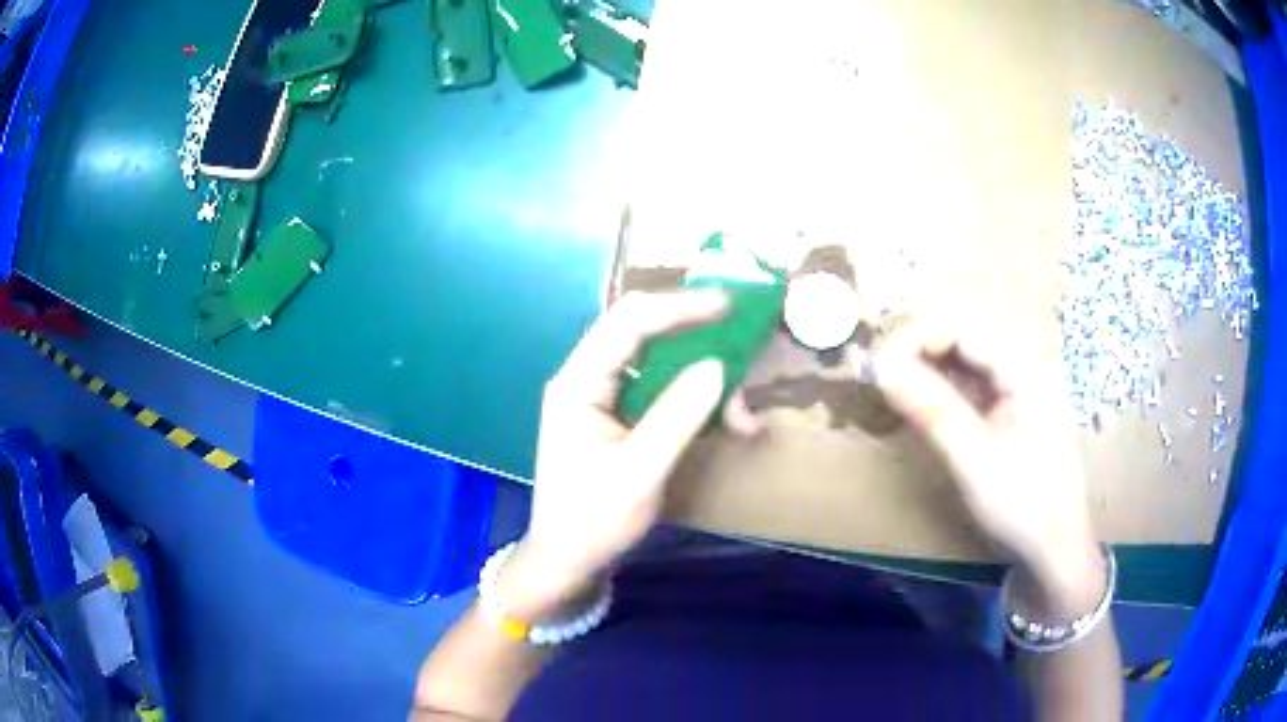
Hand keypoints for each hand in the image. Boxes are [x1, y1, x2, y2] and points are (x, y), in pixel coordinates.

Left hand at [506, 291, 759, 617]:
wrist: (568, 560)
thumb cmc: (594, 520)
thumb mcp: (639, 472)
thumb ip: (678, 416)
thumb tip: (718, 366)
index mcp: (578, 383)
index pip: (628, 323)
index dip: (679, 308)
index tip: (728, 306)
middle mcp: (587, 378)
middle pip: (644, 333)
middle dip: (698, 340)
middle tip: (744, 349)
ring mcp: (602, 397)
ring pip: (661, 364)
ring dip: (705, 381)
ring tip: (743, 418)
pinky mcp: (619, 416)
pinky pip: (663, 392)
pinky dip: (697, 403)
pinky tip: (729, 425)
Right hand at [872, 319, 1103, 614]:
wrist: (1057, 544)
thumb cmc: (1024, 507)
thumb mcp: (974, 462)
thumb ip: (932, 410)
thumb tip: (881, 368)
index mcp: (1025, 369)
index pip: (962, 325)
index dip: (914, 336)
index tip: (877, 368)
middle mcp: (1025, 362)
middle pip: (964, 329)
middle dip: (918, 345)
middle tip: (882, 377)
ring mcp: (1020, 380)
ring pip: (966, 350)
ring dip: (927, 362)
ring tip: (895, 387)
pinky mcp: (1012, 399)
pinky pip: (972, 375)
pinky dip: (943, 383)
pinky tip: (924, 399)